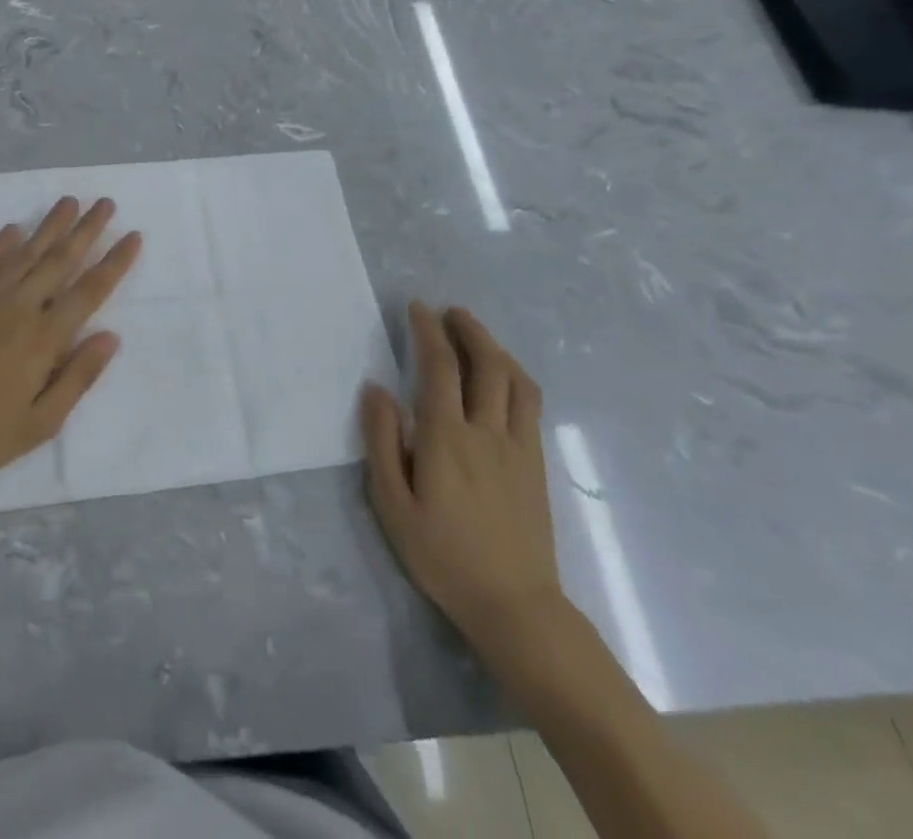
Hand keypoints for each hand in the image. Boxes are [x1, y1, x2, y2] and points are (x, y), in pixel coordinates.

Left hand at [0, 196, 140, 487]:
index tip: (133, 236)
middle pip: (60, 260)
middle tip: (106, 203)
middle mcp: (20, 308)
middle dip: (87, 229)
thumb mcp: (41, 422)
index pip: (90, 290)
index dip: (115, 262)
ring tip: (69, 201)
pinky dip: (1, 244)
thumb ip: (78, 377)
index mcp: (44, 338)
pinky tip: (13, 229)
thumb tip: (110, 336)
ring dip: (50, 225)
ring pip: (26, 253)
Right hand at [362, 302, 560, 646]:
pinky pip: (530, 405)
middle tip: (450, 312)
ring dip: (495, 348)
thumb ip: (382, 442)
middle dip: (467, 329)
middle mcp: (486, 431)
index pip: (440, 367)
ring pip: (514, 380)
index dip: (428, 331)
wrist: (514, 605)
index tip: (417, 308)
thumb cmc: (442, 556)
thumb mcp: (392, 504)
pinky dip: (515, 377)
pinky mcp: (536, 464)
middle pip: (485, 363)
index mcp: (446, 437)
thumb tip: (376, 389)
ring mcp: (518, 446)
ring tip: (476, 335)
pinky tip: (504, 378)